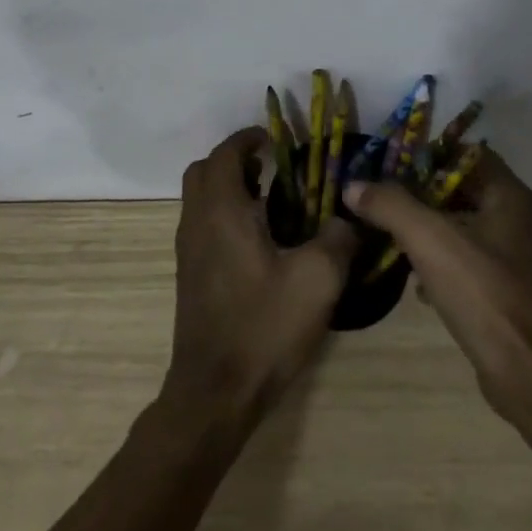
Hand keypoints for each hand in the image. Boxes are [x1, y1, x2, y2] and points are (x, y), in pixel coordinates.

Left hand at [160, 127, 357, 434]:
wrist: (214, 392)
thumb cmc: (264, 326)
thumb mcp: (317, 280)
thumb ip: (337, 239)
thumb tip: (345, 219)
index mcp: (222, 211)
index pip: (224, 154)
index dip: (248, 139)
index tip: (275, 139)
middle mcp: (196, 222)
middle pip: (204, 171)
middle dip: (235, 160)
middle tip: (272, 168)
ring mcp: (187, 250)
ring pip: (200, 199)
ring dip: (229, 188)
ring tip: (272, 201)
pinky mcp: (189, 275)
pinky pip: (202, 225)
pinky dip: (224, 214)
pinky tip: (260, 242)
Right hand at [344, 148, 531, 423]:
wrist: (531, 375)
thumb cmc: (484, 293)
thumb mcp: (430, 240)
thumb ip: (390, 206)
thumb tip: (353, 185)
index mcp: (510, 197)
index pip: (469, 154)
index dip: (430, 153)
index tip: (391, 161)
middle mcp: (520, 221)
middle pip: (463, 190)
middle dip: (421, 193)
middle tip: (382, 195)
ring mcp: (518, 260)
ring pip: (464, 228)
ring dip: (429, 229)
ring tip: (390, 233)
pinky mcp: (509, 293)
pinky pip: (469, 263)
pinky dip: (441, 263)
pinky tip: (415, 282)